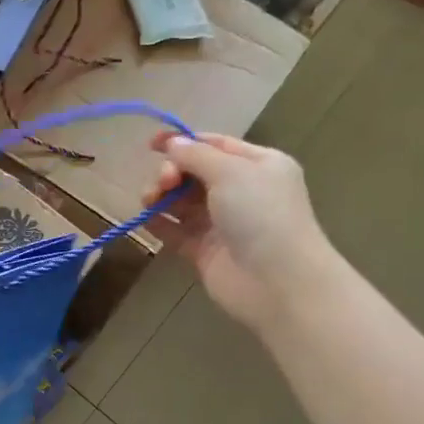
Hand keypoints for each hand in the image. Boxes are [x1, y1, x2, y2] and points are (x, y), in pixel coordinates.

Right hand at [144, 132, 332, 328]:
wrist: (278, 282)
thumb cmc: (261, 215)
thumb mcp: (231, 172)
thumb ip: (196, 155)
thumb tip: (172, 143)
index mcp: (258, 165)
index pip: (215, 145)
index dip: (183, 141)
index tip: (151, 144)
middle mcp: (241, 191)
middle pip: (194, 172)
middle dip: (172, 172)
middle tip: (164, 183)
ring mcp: (221, 222)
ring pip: (181, 201)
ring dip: (161, 195)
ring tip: (150, 201)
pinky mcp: (203, 250)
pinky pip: (175, 230)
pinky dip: (158, 221)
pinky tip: (145, 218)